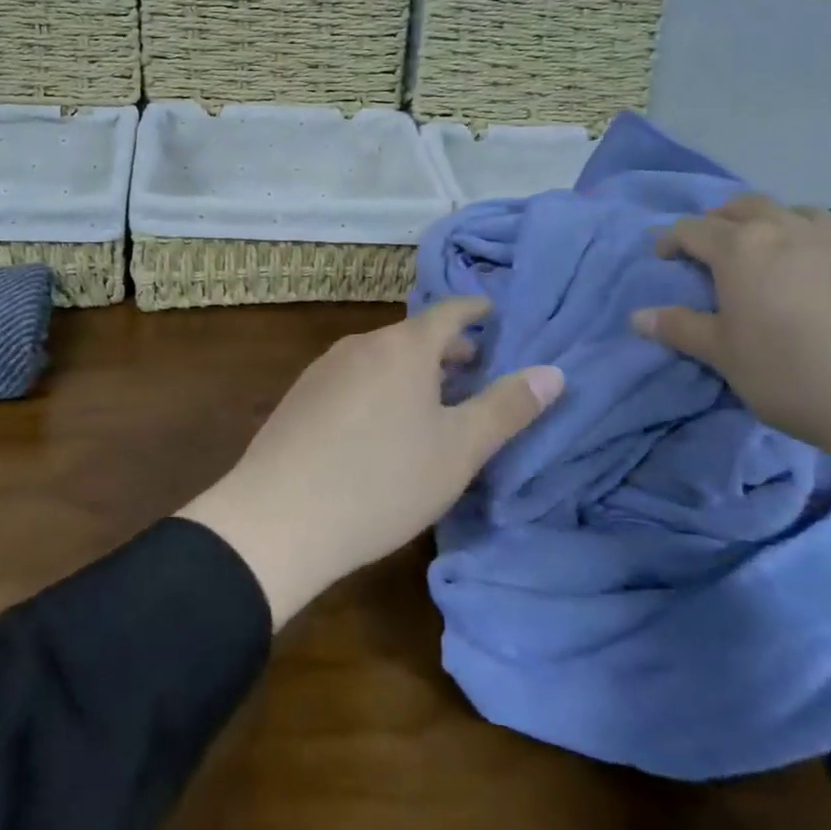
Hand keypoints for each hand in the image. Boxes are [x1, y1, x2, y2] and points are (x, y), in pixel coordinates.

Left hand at [177, 298, 563, 627]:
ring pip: (383, 358)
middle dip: (449, 350)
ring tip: (434, 403)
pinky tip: (382, 427)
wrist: (276, 519)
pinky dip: (381, 387)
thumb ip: (507, 408)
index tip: (496, 313)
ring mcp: (324, 368)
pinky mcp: (300, 397)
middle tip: (477, 371)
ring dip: (414, 372)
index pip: (451, 312)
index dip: (477, 310)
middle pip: (416, 336)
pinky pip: (355, 378)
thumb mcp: (458, 450)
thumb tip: (553, 372)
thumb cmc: (382, 481)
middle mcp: (362, 344)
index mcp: (404, 346)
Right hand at [631, 195, 830, 521]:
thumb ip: (681, 329)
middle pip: (748, 206)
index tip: (661, 257)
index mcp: (742, 249)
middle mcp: (791, 233)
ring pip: (807, 213)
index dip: (671, 239)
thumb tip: (637, 315)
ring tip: (775, 247)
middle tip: (711, 244)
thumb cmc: (793, 375)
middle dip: (722, 219)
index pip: (693, 229)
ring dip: (783, 222)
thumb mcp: (724, 357)